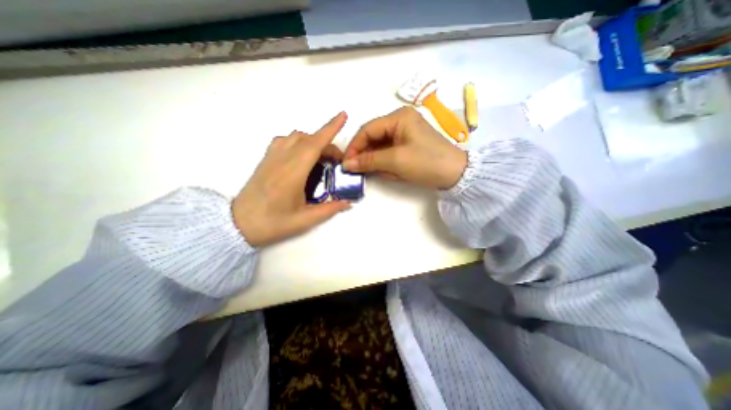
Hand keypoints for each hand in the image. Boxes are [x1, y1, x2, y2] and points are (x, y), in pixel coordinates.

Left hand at [230, 110, 350, 246]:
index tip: (343, 116)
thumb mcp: (304, 220)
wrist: (238, 224)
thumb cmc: (272, 223)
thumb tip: (348, 203)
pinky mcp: (266, 159)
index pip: (314, 144)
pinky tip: (302, 156)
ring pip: (295, 136)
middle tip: (337, 162)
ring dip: (313, 141)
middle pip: (308, 139)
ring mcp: (271, 157)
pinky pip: (284, 140)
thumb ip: (329, 210)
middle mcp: (282, 159)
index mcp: (293, 173)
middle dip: (327, 144)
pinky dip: (298, 141)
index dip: (330, 128)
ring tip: (321, 157)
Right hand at [345, 106, 467, 189]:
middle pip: (373, 138)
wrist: (456, 174)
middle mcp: (400, 121)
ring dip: (377, 161)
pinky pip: (390, 152)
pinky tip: (389, 172)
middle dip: (366, 155)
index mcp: (398, 117)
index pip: (368, 130)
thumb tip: (347, 164)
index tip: (346, 163)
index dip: (355, 146)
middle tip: (358, 171)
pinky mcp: (408, 145)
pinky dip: (386, 163)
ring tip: (379, 173)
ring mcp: (405, 133)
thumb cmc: (426, 162)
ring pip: (381, 147)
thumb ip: (369, 161)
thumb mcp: (395, 161)